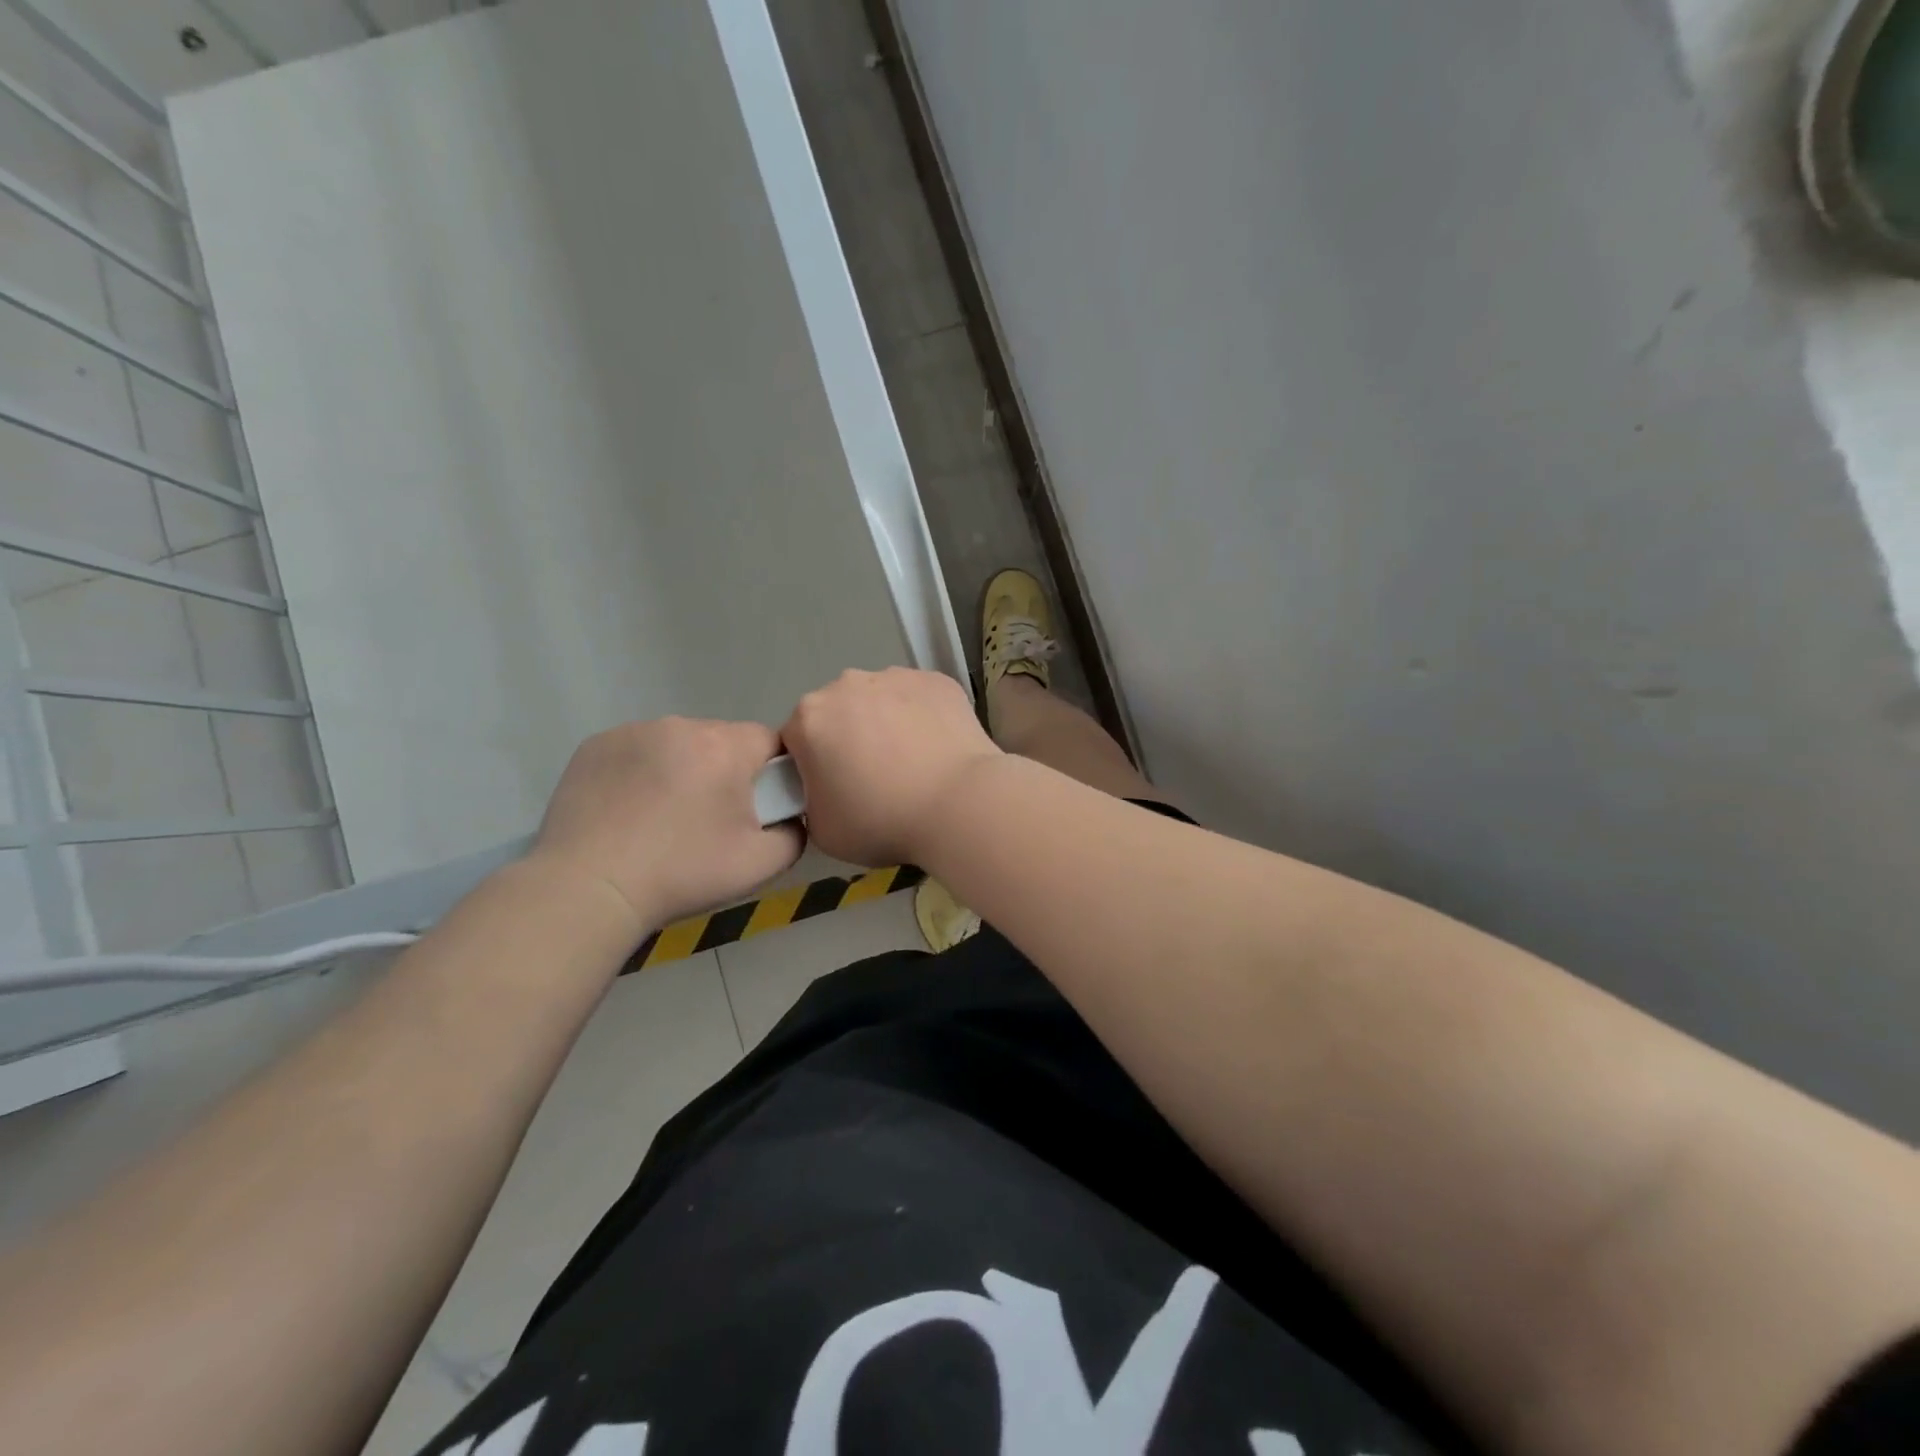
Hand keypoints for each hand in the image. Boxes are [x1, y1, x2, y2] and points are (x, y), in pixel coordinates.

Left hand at [532, 718, 801, 934]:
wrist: (589, 888)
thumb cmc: (682, 873)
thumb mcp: (760, 864)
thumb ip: (795, 834)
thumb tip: (792, 819)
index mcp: (726, 747)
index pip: (769, 740)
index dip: (771, 771)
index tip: (758, 806)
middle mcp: (681, 726)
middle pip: (722, 740)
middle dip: (724, 771)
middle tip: (710, 819)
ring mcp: (633, 732)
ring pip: (677, 744)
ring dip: (682, 769)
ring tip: (664, 817)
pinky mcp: (595, 746)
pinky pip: (637, 751)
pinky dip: (641, 772)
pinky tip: (630, 810)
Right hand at [782, 668, 998, 865]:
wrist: (960, 804)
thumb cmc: (882, 821)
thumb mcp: (822, 829)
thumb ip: (810, 800)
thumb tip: (825, 788)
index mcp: (809, 717)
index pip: (796, 740)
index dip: (812, 767)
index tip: (835, 790)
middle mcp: (846, 684)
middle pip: (838, 712)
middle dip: (848, 738)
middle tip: (875, 778)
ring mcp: (895, 676)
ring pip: (880, 700)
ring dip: (886, 723)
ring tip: (913, 763)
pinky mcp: (937, 680)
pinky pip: (919, 698)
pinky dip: (923, 717)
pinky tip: (938, 748)